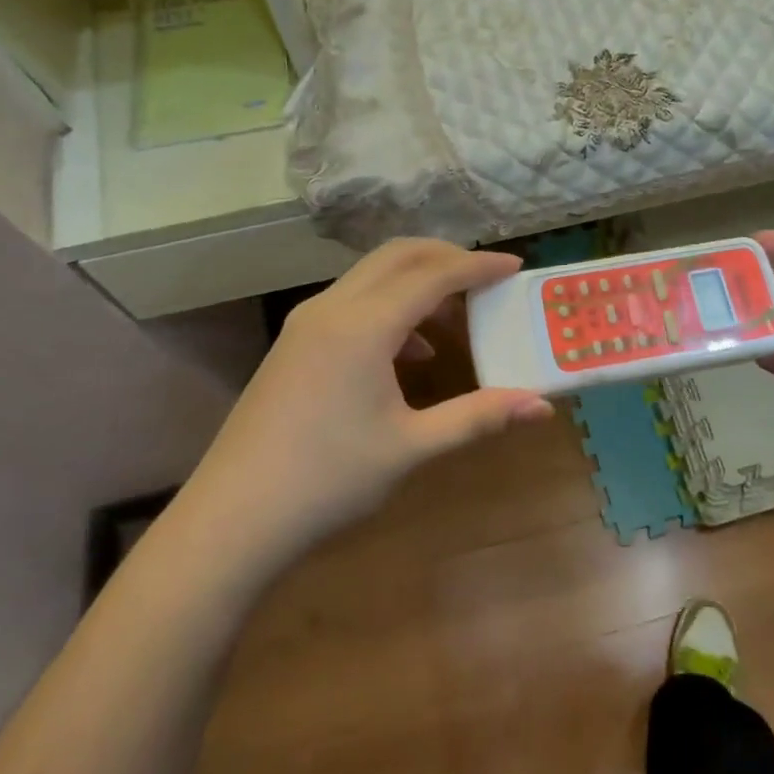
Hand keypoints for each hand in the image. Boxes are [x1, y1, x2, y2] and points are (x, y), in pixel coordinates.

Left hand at [192, 240, 553, 554]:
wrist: (233, 518)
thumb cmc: (329, 480)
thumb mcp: (412, 447)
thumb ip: (478, 417)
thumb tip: (541, 405)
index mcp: (363, 325)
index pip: (432, 274)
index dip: (478, 266)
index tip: (515, 266)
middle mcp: (332, 308)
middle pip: (397, 256)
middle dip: (446, 258)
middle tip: (487, 279)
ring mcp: (306, 323)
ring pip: (371, 276)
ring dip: (417, 282)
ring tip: (456, 319)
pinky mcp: (294, 343)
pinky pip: (352, 302)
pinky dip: (390, 307)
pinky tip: (411, 354)